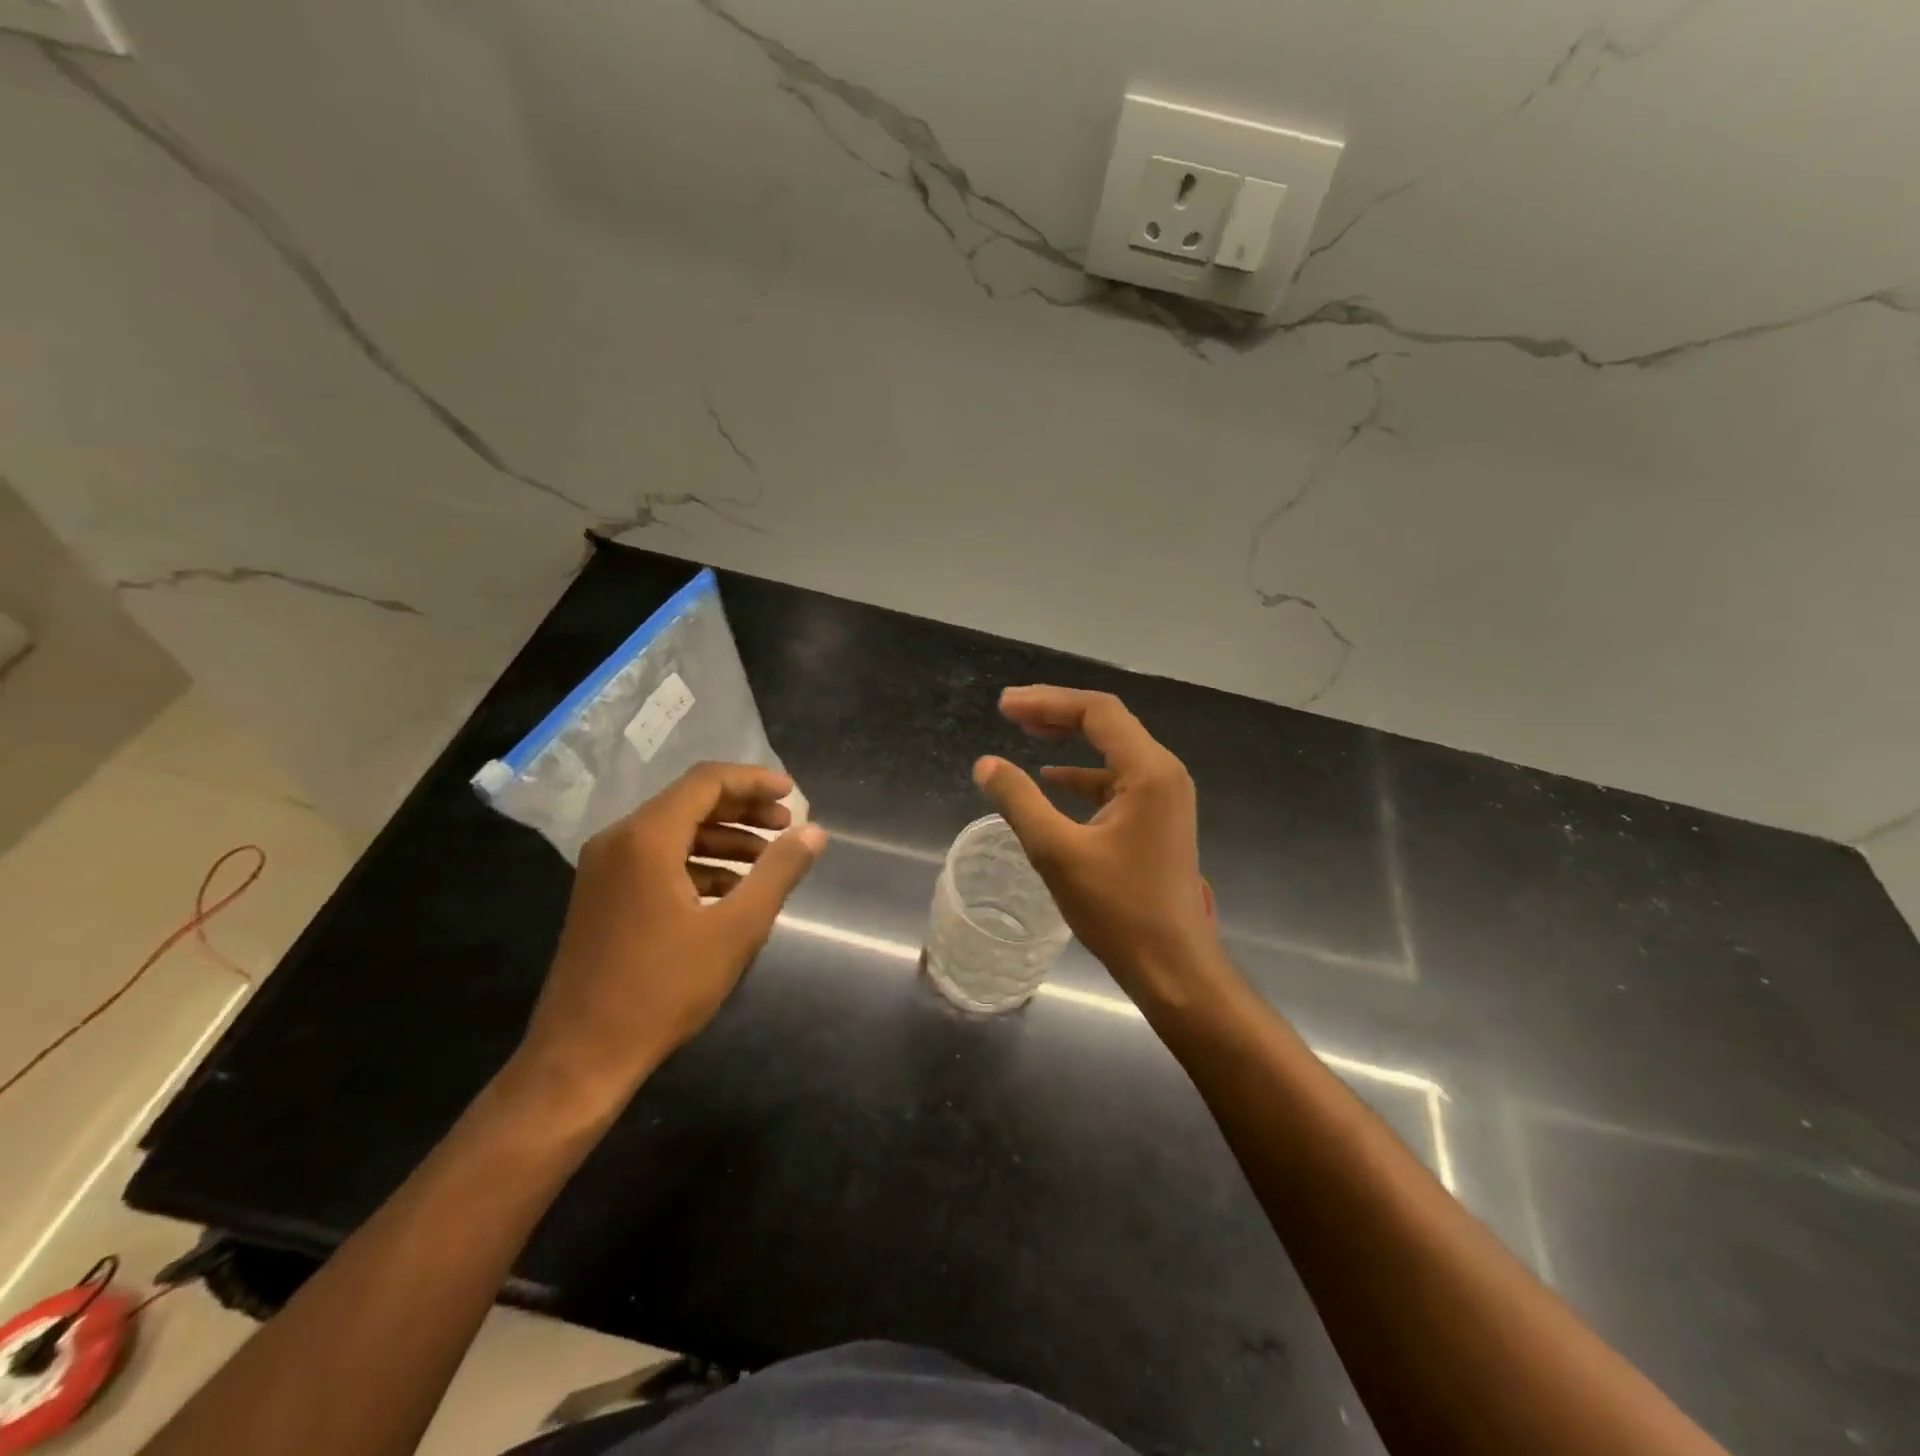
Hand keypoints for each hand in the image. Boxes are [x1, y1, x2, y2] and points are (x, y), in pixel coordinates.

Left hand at [513, 762, 826, 1113]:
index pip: (706, 782)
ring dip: (723, 838)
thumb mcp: (735, 929)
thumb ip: (778, 872)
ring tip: (766, 859)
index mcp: (646, 838)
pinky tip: (729, 890)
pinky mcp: (602, 897)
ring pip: (673, 832)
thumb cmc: (663, 988)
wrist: (580, 1056)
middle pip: (689, 802)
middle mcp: (618, 841)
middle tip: (787, 826)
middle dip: (743, 810)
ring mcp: (604, 870)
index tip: (793, 795)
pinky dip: (698, 863)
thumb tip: (814, 832)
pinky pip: (656, 860)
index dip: (754, 782)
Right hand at [973, 686, 1225, 1009]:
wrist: (1172, 966)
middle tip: (1010, 711)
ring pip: (1112, 750)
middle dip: (1057, 713)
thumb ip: (1019, 801)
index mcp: (1149, 771)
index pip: (1097, 712)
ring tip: (1026, 733)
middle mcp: (1163, 773)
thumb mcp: (1057, 852)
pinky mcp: (1158, 819)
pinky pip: (1117, 779)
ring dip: (1069, 739)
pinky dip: (1083, 774)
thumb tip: (985, 764)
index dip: (1047, 701)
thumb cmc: (1118, 909)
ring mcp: (1164, 797)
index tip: (1004, 706)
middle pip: (1107, 723)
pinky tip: (1053, 780)